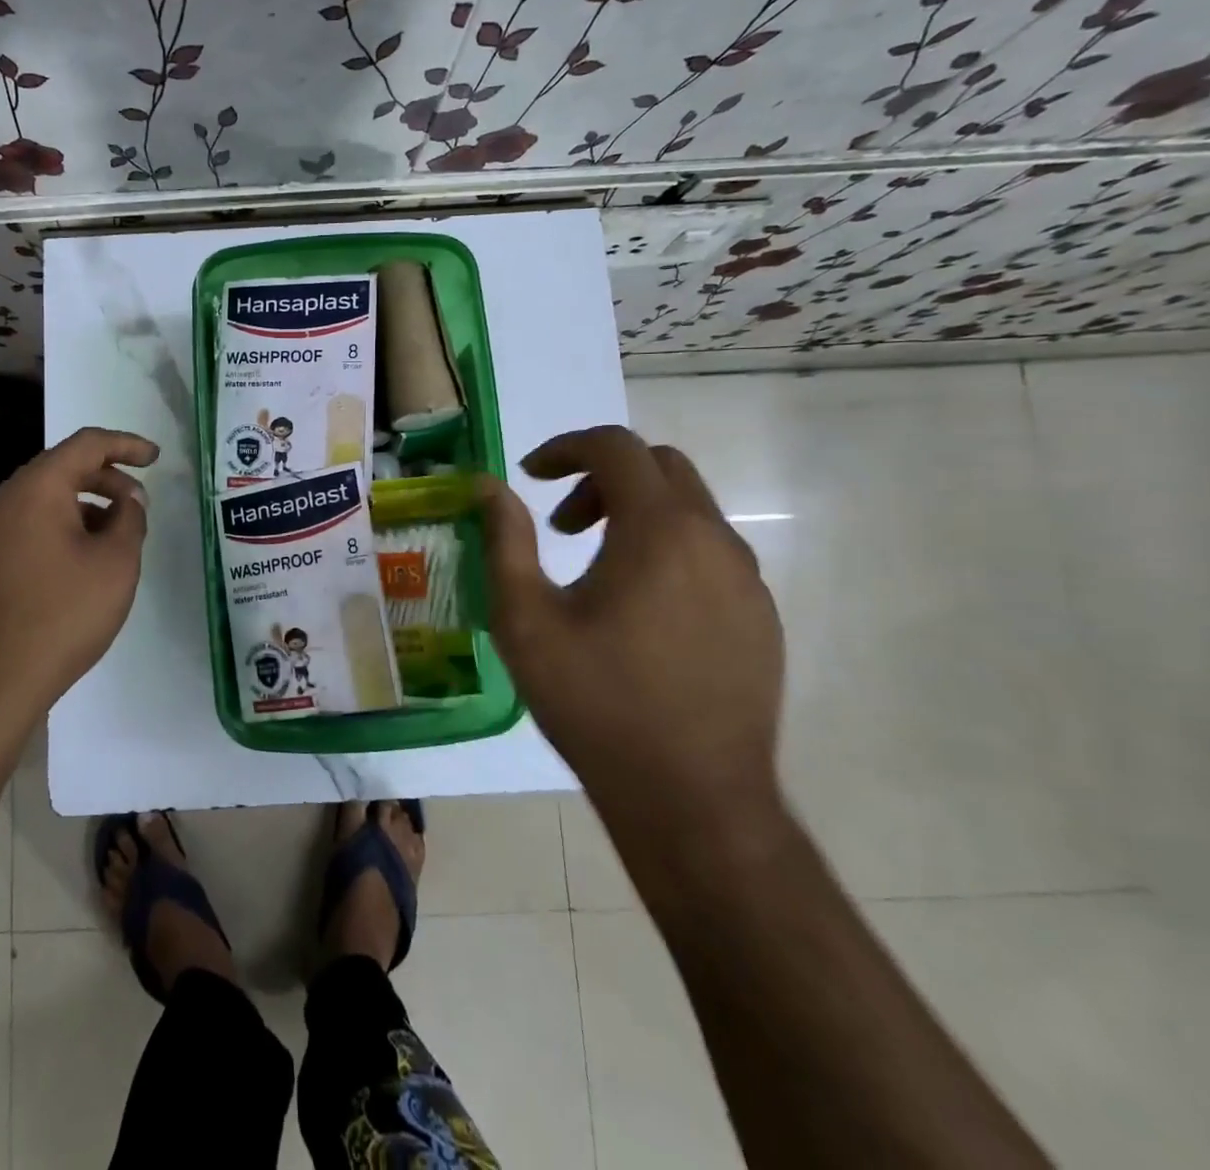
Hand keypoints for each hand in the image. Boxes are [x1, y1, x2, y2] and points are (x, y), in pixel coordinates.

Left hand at [0, 427, 158, 724]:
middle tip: (140, 506)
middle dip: (108, 480)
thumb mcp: (115, 564)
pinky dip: (62, 529)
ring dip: (86, 507)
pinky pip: (29, 526)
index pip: (87, 444)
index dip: (127, 445)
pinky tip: (83, 563)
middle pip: (62, 469)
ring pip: (45, 500)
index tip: (156, 459)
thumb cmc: (61, 615)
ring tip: (117, 539)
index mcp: (36, 488)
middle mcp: (4, 499)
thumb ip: (130, 519)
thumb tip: (128, 500)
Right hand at [476, 426, 785, 850]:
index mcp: (659, 531)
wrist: (693, 799)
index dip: (564, 448)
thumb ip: (505, 540)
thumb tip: (488, 486)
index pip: (615, 447)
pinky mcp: (760, 616)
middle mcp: (714, 540)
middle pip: (659, 467)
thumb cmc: (596, 702)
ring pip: (689, 509)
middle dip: (601, 478)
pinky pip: (710, 552)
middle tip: (559, 525)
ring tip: (593, 569)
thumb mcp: (526, 619)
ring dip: (634, 513)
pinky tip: (637, 609)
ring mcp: (747, 579)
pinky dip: (666, 548)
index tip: (528, 477)